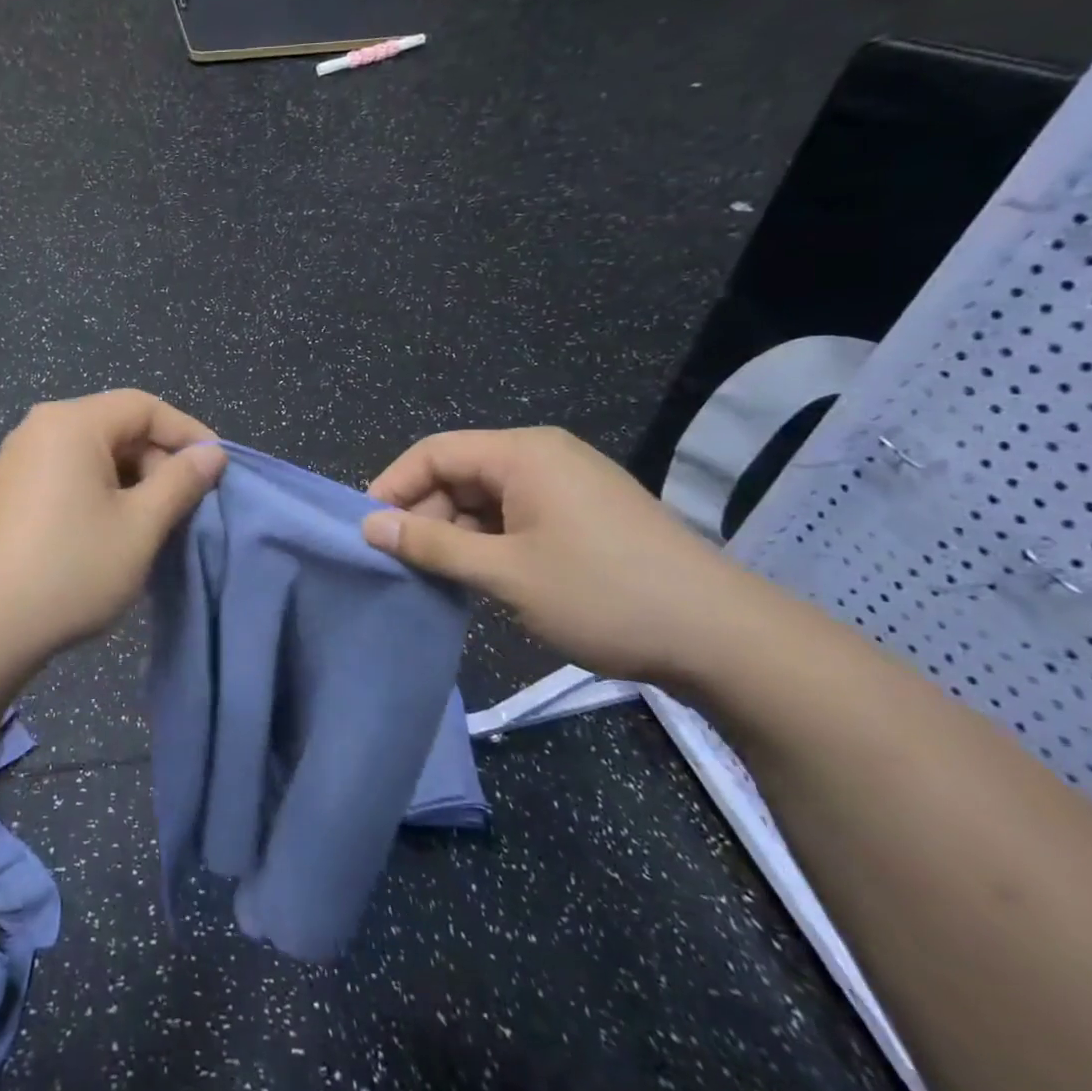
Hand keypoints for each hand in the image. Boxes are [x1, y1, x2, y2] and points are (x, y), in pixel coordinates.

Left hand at [0, 391, 225, 665]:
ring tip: (156, 522)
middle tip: (186, 505)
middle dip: (158, 460)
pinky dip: (101, 490)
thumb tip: (212, 453)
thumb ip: (181, 481)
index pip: (144, 406)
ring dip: (132, 480)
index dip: (188, 433)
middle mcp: (41, 427)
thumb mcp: (141, 525)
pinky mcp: (10, 489)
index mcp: (72, 422)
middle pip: (117, 426)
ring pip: (94, 452)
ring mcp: (19, 458)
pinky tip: (114, 529)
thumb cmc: (72, 568)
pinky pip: (69, 472)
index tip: (218, 469)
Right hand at [362, 426, 769, 684]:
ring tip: (441, 578)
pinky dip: (489, 541)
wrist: (723, 638)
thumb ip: (432, 544)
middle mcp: (543, 456)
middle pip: (459, 472)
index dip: (393, 487)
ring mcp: (568, 484)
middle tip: (404, 564)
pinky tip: (482, 577)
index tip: (368, 532)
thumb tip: (369, 525)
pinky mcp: (584, 513)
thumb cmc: (603, 594)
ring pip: (486, 497)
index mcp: (523, 453)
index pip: (434, 452)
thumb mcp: (505, 572)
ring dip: (456, 532)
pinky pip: (516, 514)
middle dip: (425, 514)